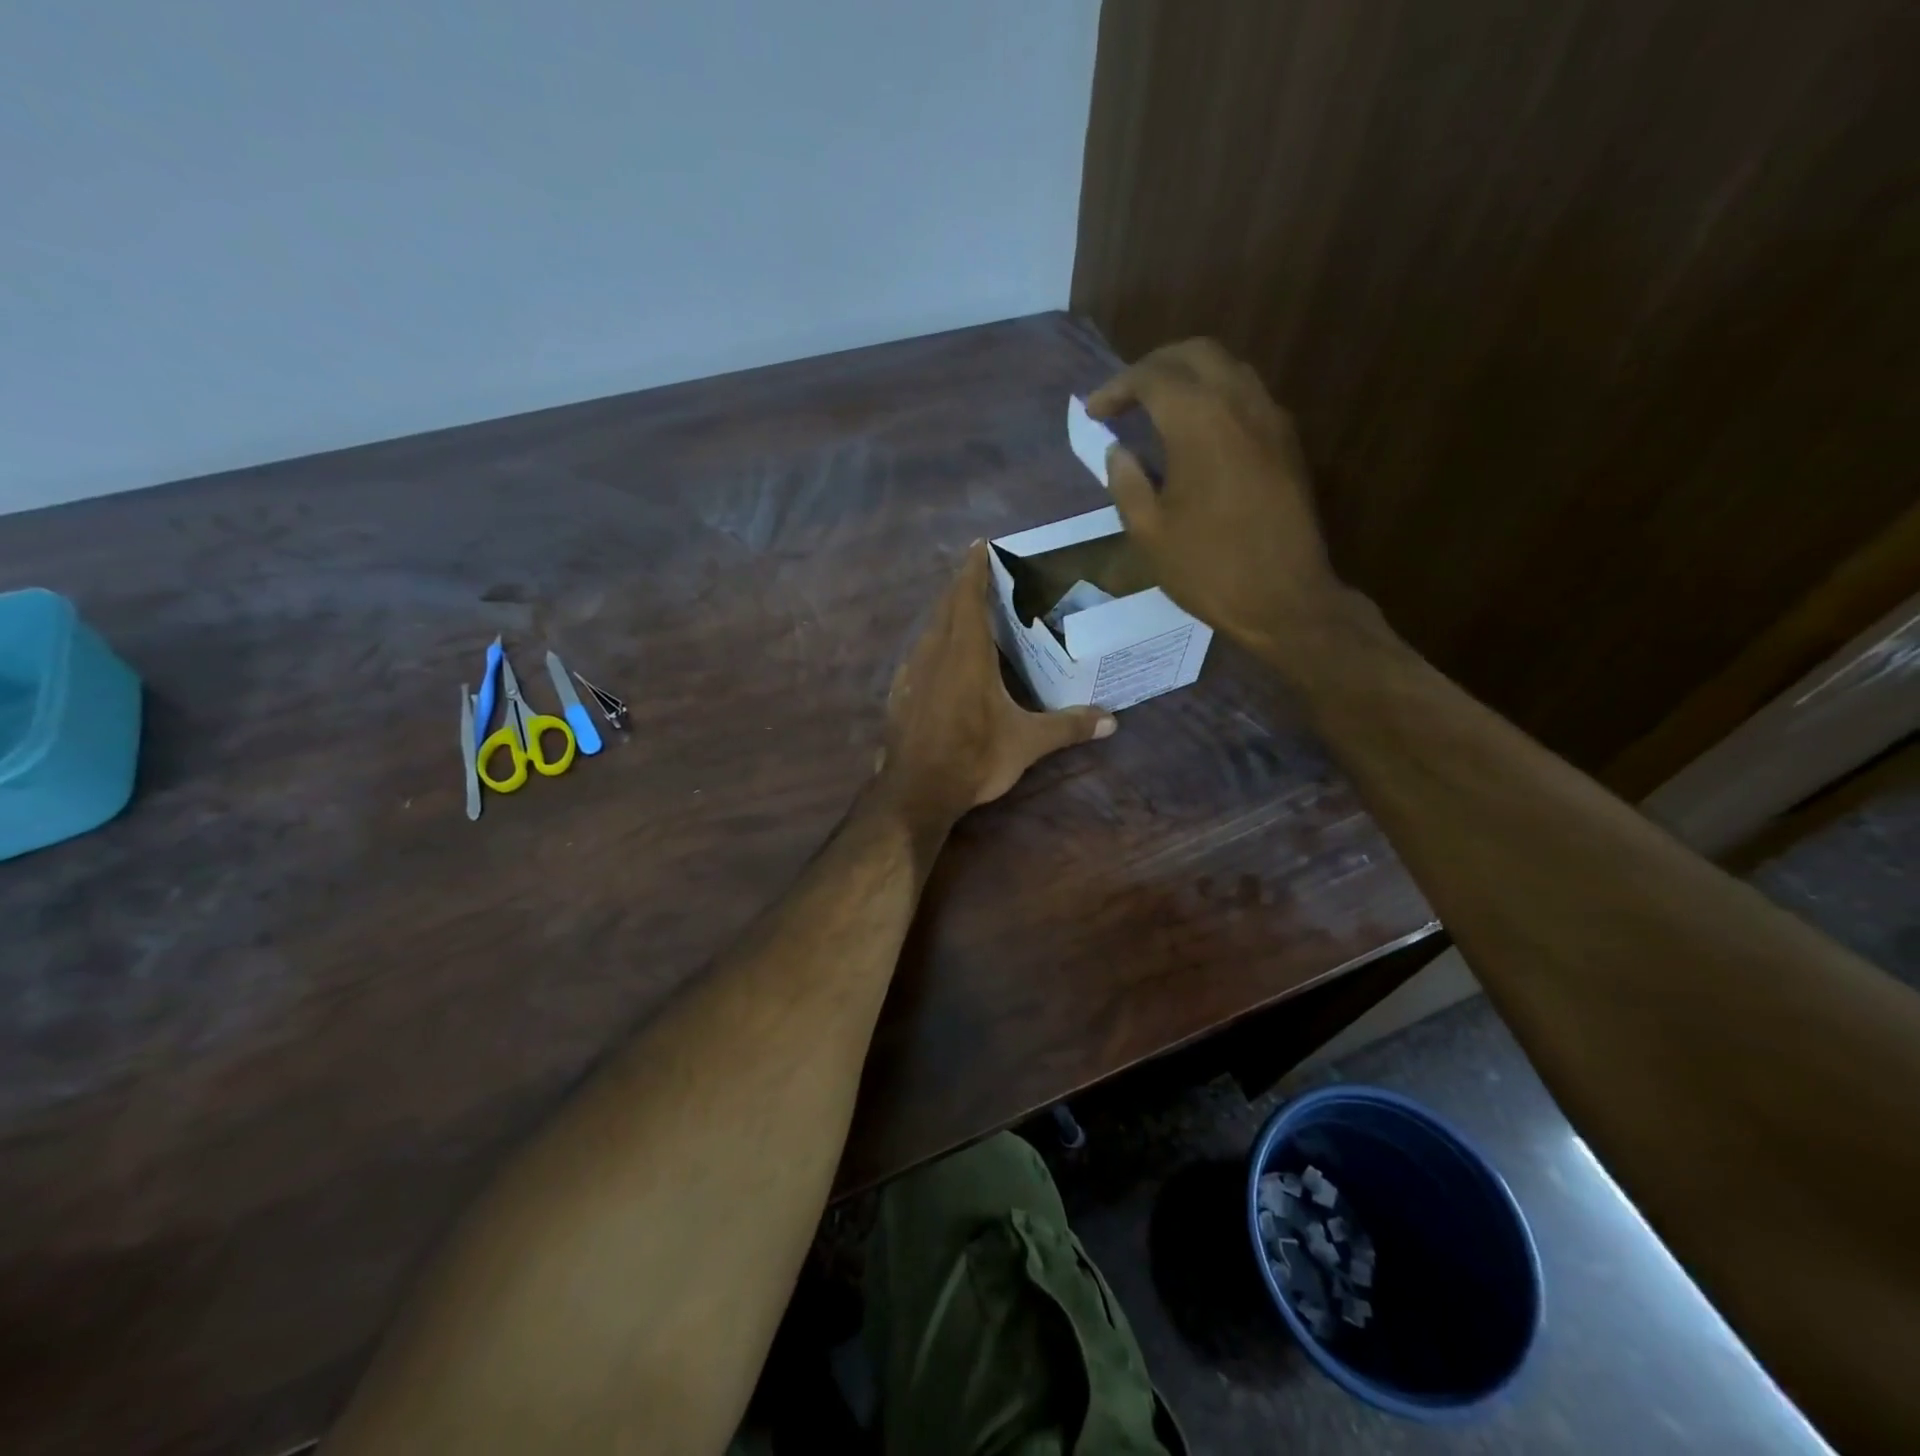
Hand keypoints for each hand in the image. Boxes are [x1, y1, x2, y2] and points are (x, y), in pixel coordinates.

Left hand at [879, 542, 1115, 831]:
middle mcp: (935, 653)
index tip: (979, 545)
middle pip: (946, 606)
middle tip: (980, 573)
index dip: (974, 569)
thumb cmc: (973, 757)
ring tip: (965, 611)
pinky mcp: (899, 693)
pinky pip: (919, 654)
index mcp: (966, 653)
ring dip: (946, 613)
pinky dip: (933, 643)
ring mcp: (911, 672)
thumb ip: (1068, 726)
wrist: (915, 791)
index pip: (969, 597)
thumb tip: (1112, 720)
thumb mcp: (1027, 743)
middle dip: (962, 586)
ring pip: (929, 629)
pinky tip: (942, 658)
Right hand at [1086, 339, 1344, 667]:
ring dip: (1189, 377)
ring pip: (1228, 369)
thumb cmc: (1207, 568)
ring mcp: (1271, 420)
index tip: (1094, 412)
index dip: (1117, 388)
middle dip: (1154, 367)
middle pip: (1195, 354)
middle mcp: (1239, 403)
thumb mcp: (1148, 532)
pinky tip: (1198, 432)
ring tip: (1159, 409)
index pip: (1152, 377)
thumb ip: (1126, 481)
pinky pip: (1248, 396)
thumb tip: (1118, 450)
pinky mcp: (1287, 443)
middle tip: (1126, 397)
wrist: (1284, 598)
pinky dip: (1216, 397)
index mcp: (1199, 421)